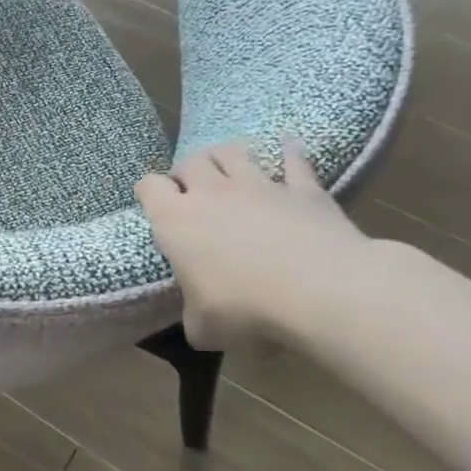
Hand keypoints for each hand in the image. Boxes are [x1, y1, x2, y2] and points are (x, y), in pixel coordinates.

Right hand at [136, 139, 371, 351]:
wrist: (321, 291)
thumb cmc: (246, 308)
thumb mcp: (204, 327)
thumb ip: (195, 316)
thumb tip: (200, 322)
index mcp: (175, 220)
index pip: (148, 187)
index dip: (149, 192)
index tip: (155, 203)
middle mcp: (211, 193)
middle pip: (190, 161)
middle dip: (187, 171)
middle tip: (192, 189)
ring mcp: (259, 186)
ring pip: (233, 151)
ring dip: (226, 154)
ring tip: (228, 164)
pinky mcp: (304, 189)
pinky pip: (294, 160)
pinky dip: (289, 151)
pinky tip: (288, 144)